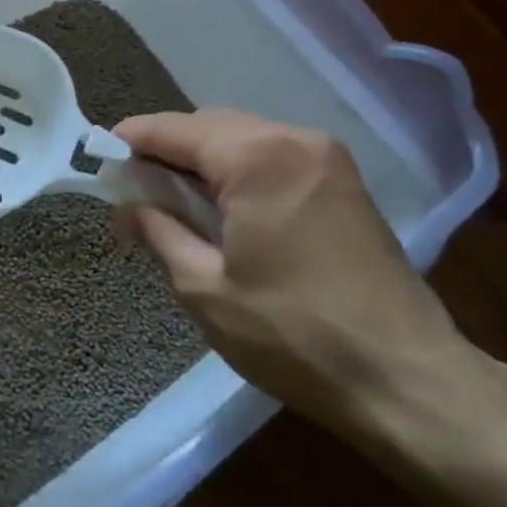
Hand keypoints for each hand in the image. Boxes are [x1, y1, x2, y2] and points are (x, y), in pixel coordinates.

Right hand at [115, 110, 491, 446]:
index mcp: (257, 159)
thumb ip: (159, 233)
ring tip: (172, 202)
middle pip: (209, 125)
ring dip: (201, 160)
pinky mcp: (345, 184)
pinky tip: (221, 208)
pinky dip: (236, 170)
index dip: (130, 139)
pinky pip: (273, 156)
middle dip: (165, 150)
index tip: (97, 157)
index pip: (174, 130)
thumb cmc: (294, 334)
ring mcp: (328, 159)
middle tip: (132, 189)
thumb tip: (125, 208)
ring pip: (242, 138)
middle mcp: (295, 141)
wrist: (409, 381)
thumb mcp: (205, 288)